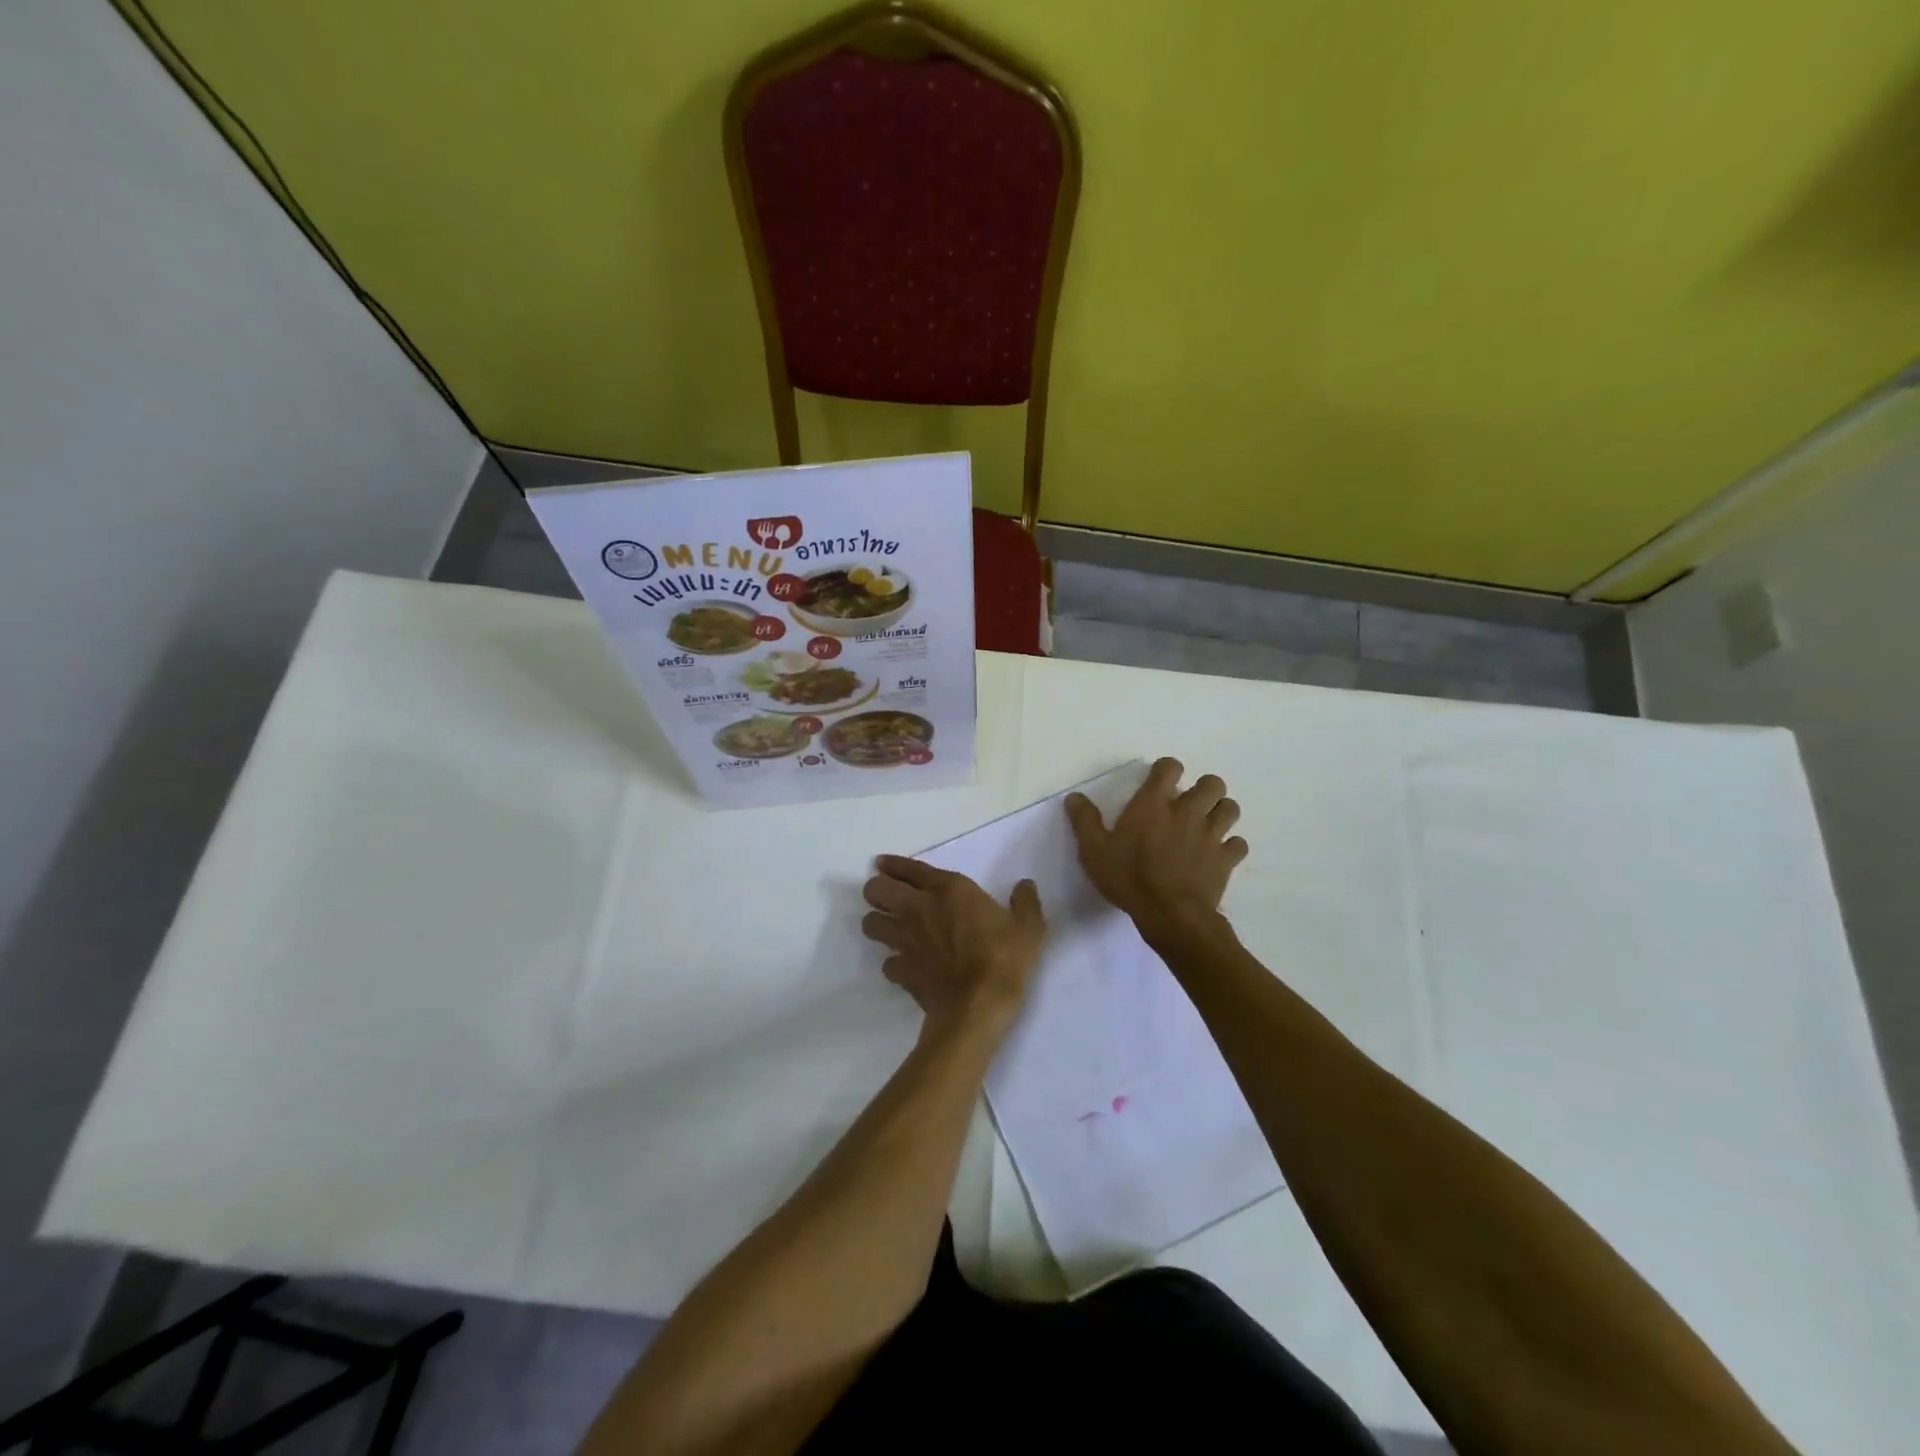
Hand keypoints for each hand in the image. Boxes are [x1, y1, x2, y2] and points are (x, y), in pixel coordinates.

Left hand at [861, 856, 1045, 1035]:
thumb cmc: (1004, 958)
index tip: (882, 863)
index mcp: (949, 889)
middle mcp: (919, 909)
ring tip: (889, 929)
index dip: (893, 864)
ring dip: (877, 923)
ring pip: (870, 923)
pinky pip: (886, 963)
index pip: (911, 868)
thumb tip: (1025, 885)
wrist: (979, 1006)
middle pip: (876, 890)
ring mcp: (905, 941)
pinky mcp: (901, 971)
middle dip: (877, 890)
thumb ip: (1026, 903)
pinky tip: (906, 967)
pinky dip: (893, 963)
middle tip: (888, 897)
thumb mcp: (1028, 928)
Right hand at [1066, 757, 1247, 941]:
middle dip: (1204, 789)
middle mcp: (1187, 812)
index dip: (1167, 770)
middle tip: (1189, 805)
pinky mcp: (1226, 859)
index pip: (1170, 767)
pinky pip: (1238, 844)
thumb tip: (1074, 796)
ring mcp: (1211, 835)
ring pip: (1230, 808)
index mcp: (1153, 804)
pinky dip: (1231, 847)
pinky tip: (1218, 855)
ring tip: (1207, 825)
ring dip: (1221, 812)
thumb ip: (1084, 821)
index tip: (1159, 782)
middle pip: (1212, 783)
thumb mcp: (1094, 851)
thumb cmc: (1128, 878)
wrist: (1170, 915)